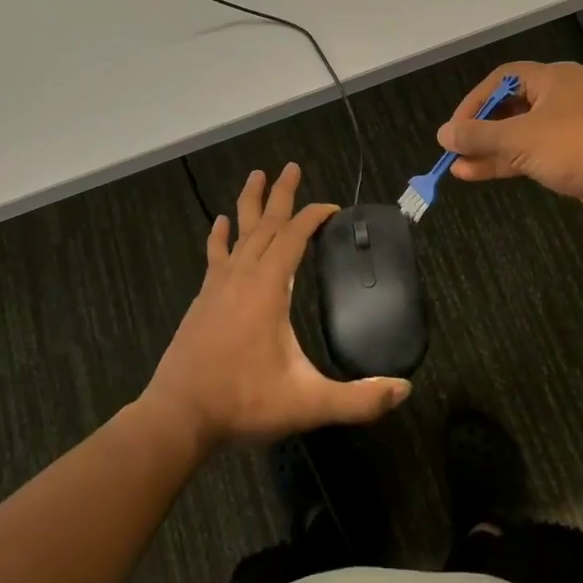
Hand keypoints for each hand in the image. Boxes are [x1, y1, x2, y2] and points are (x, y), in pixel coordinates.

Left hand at [142, 163, 410, 451]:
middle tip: (291, 166)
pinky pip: (215, 255)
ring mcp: (218, 285)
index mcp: (268, 287)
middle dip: (281, 194)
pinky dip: (220, 235)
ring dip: (250, 203)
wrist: (179, 416)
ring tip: (256, 175)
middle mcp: (243, 276)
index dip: (314, 217)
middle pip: (266, 224)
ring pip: (239, 232)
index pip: (294, 236)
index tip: (333, 208)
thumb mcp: (307, 403)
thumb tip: (404, 389)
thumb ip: (358, 400)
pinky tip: (220, 222)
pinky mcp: (203, 299)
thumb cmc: (244, 402)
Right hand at [436, 61, 582, 226]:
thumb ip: (478, 135)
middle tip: (455, 148)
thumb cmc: (575, 146)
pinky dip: (512, 162)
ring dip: (492, 150)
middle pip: (512, 107)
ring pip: (523, 134)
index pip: (503, 79)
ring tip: (459, 167)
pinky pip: (538, 153)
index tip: (454, 127)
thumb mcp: (518, 139)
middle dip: (481, 130)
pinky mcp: (581, 155)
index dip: (474, 101)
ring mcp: (575, 127)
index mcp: (555, 78)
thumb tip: (443, 134)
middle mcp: (565, 96)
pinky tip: (482, 174)